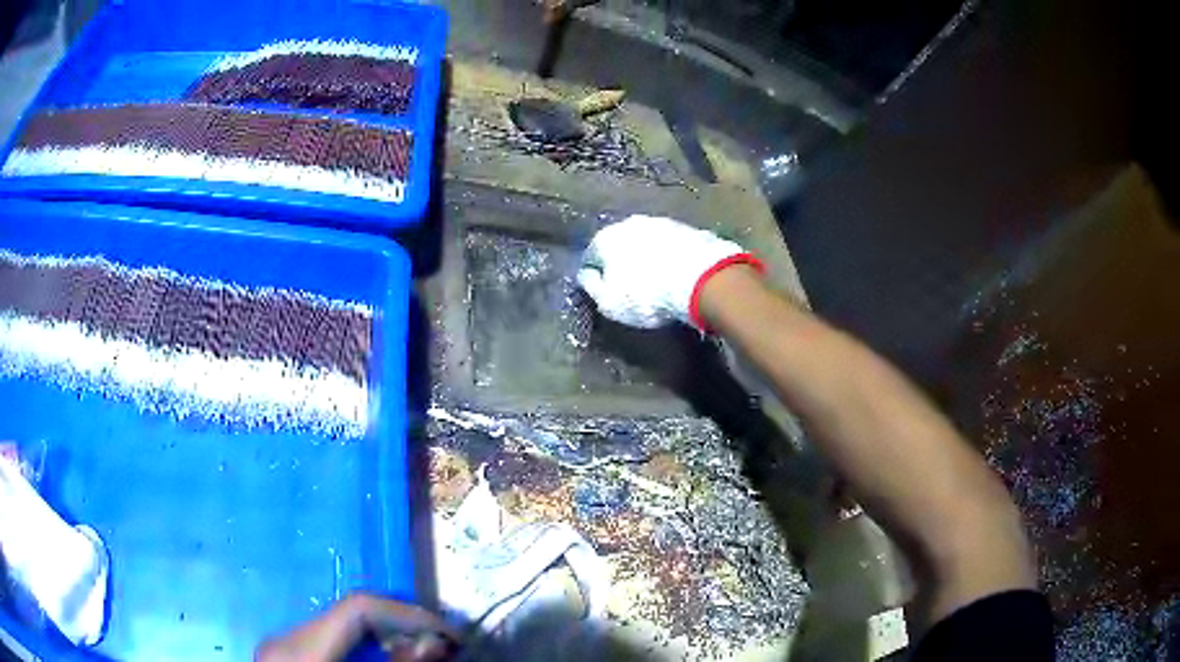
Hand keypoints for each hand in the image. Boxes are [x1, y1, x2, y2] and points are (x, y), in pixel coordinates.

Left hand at [256, 594, 456, 661]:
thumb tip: (435, 643)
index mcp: (300, 650)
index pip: (357, 608)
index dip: (408, 614)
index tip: (447, 633)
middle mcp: (286, 637)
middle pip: (350, 613)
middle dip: (400, 625)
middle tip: (440, 646)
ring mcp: (282, 644)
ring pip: (341, 624)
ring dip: (384, 635)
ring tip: (417, 653)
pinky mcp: (286, 654)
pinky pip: (330, 638)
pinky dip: (363, 645)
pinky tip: (383, 658)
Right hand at [577, 215, 762, 329]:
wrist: (702, 279)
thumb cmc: (647, 296)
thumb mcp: (609, 303)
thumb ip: (592, 287)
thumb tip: (587, 275)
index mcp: (605, 238)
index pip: (591, 255)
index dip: (596, 274)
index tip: (604, 289)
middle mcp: (630, 223)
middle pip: (620, 244)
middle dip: (622, 261)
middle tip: (631, 285)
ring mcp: (661, 222)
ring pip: (647, 241)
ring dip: (648, 256)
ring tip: (657, 279)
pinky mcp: (688, 228)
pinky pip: (671, 245)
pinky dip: (670, 255)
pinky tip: (677, 273)